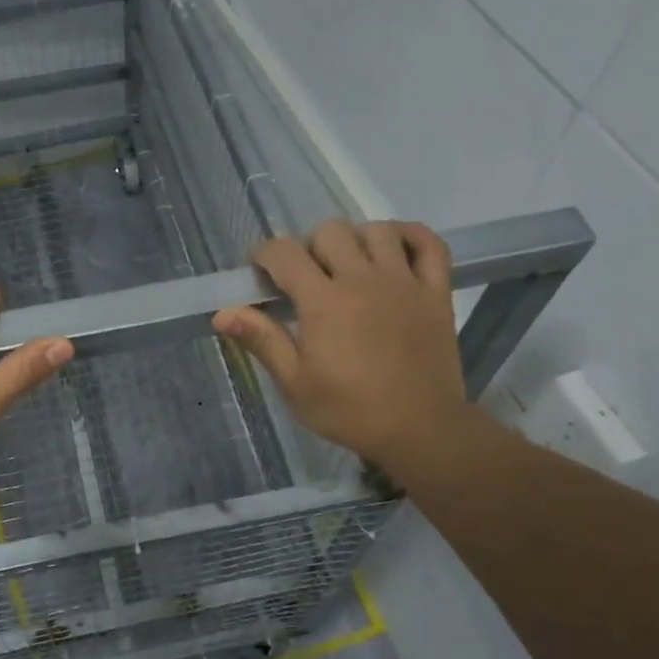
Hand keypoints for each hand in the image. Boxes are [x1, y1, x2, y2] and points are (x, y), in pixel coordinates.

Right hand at [213, 220, 476, 477]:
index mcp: (323, 302)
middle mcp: (362, 279)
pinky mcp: (436, 291)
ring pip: (376, 230)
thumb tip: (222, 313)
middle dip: (308, 247)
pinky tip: (395, 250)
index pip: (284, 253)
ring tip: (349, 266)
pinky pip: (429, 243)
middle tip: (306, 278)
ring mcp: (404, 281)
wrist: (420, 429)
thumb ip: (262, 340)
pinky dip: (410, 236)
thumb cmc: (349, 410)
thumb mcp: (295, 383)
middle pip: (329, 232)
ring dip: (355, 239)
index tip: (261, 273)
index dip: (265, 255)